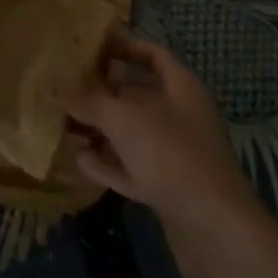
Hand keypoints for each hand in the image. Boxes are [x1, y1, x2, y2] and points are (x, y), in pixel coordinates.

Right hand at [68, 35, 268, 277]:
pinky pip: (132, 167)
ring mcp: (175, 154)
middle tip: (65, 93)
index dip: (124, 47)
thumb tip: (63, 87)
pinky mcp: (167, 188)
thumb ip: (93, 101)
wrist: (214, 229)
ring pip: (131, 134)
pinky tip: (80, 162)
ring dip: (101, 131)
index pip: (152, 55)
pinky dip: (109, 163)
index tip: (92, 48)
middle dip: (102, 95)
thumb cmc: (172, 156)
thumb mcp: (126, 120)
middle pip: (137, 96)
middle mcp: (179, 115)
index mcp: (180, 88)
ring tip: (66, 128)